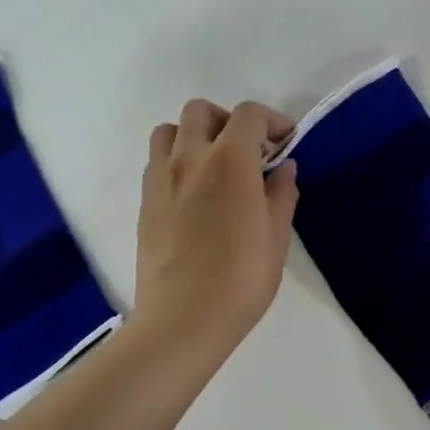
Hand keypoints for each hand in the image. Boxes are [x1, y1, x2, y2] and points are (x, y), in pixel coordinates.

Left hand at [129, 99, 298, 364]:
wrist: (183, 319)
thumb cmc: (242, 276)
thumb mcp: (277, 234)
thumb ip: (281, 192)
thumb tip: (282, 168)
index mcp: (230, 161)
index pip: (249, 115)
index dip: (272, 120)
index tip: (285, 142)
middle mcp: (190, 158)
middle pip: (201, 111)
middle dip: (229, 121)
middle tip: (249, 151)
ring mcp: (160, 179)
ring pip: (169, 131)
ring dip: (195, 136)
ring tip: (215, 166)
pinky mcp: (144, 202)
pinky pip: (157, 162)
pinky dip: (178, 162)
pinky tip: (195, 193)